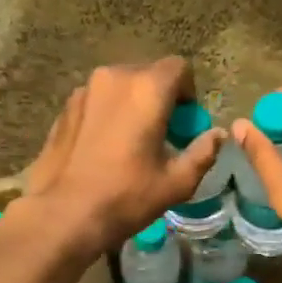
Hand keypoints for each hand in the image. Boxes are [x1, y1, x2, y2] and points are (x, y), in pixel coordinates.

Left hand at [22, 59, 221, 254]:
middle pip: (148, 74)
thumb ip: (204, 152)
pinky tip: (103, 147)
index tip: (185, 123)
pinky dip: (108, 113)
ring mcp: (84, 90)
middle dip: (160, 97)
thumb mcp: (177, 182)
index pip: (179, 68)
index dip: (188, 92)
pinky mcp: (65, 107)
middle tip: (161, 133)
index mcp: (147, 88)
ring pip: (120, 86)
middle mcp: (114, 78)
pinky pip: (97, 100)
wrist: (64, 214)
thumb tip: (218, 135)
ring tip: (130, 141)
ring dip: (132, 104)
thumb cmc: (126, 196)